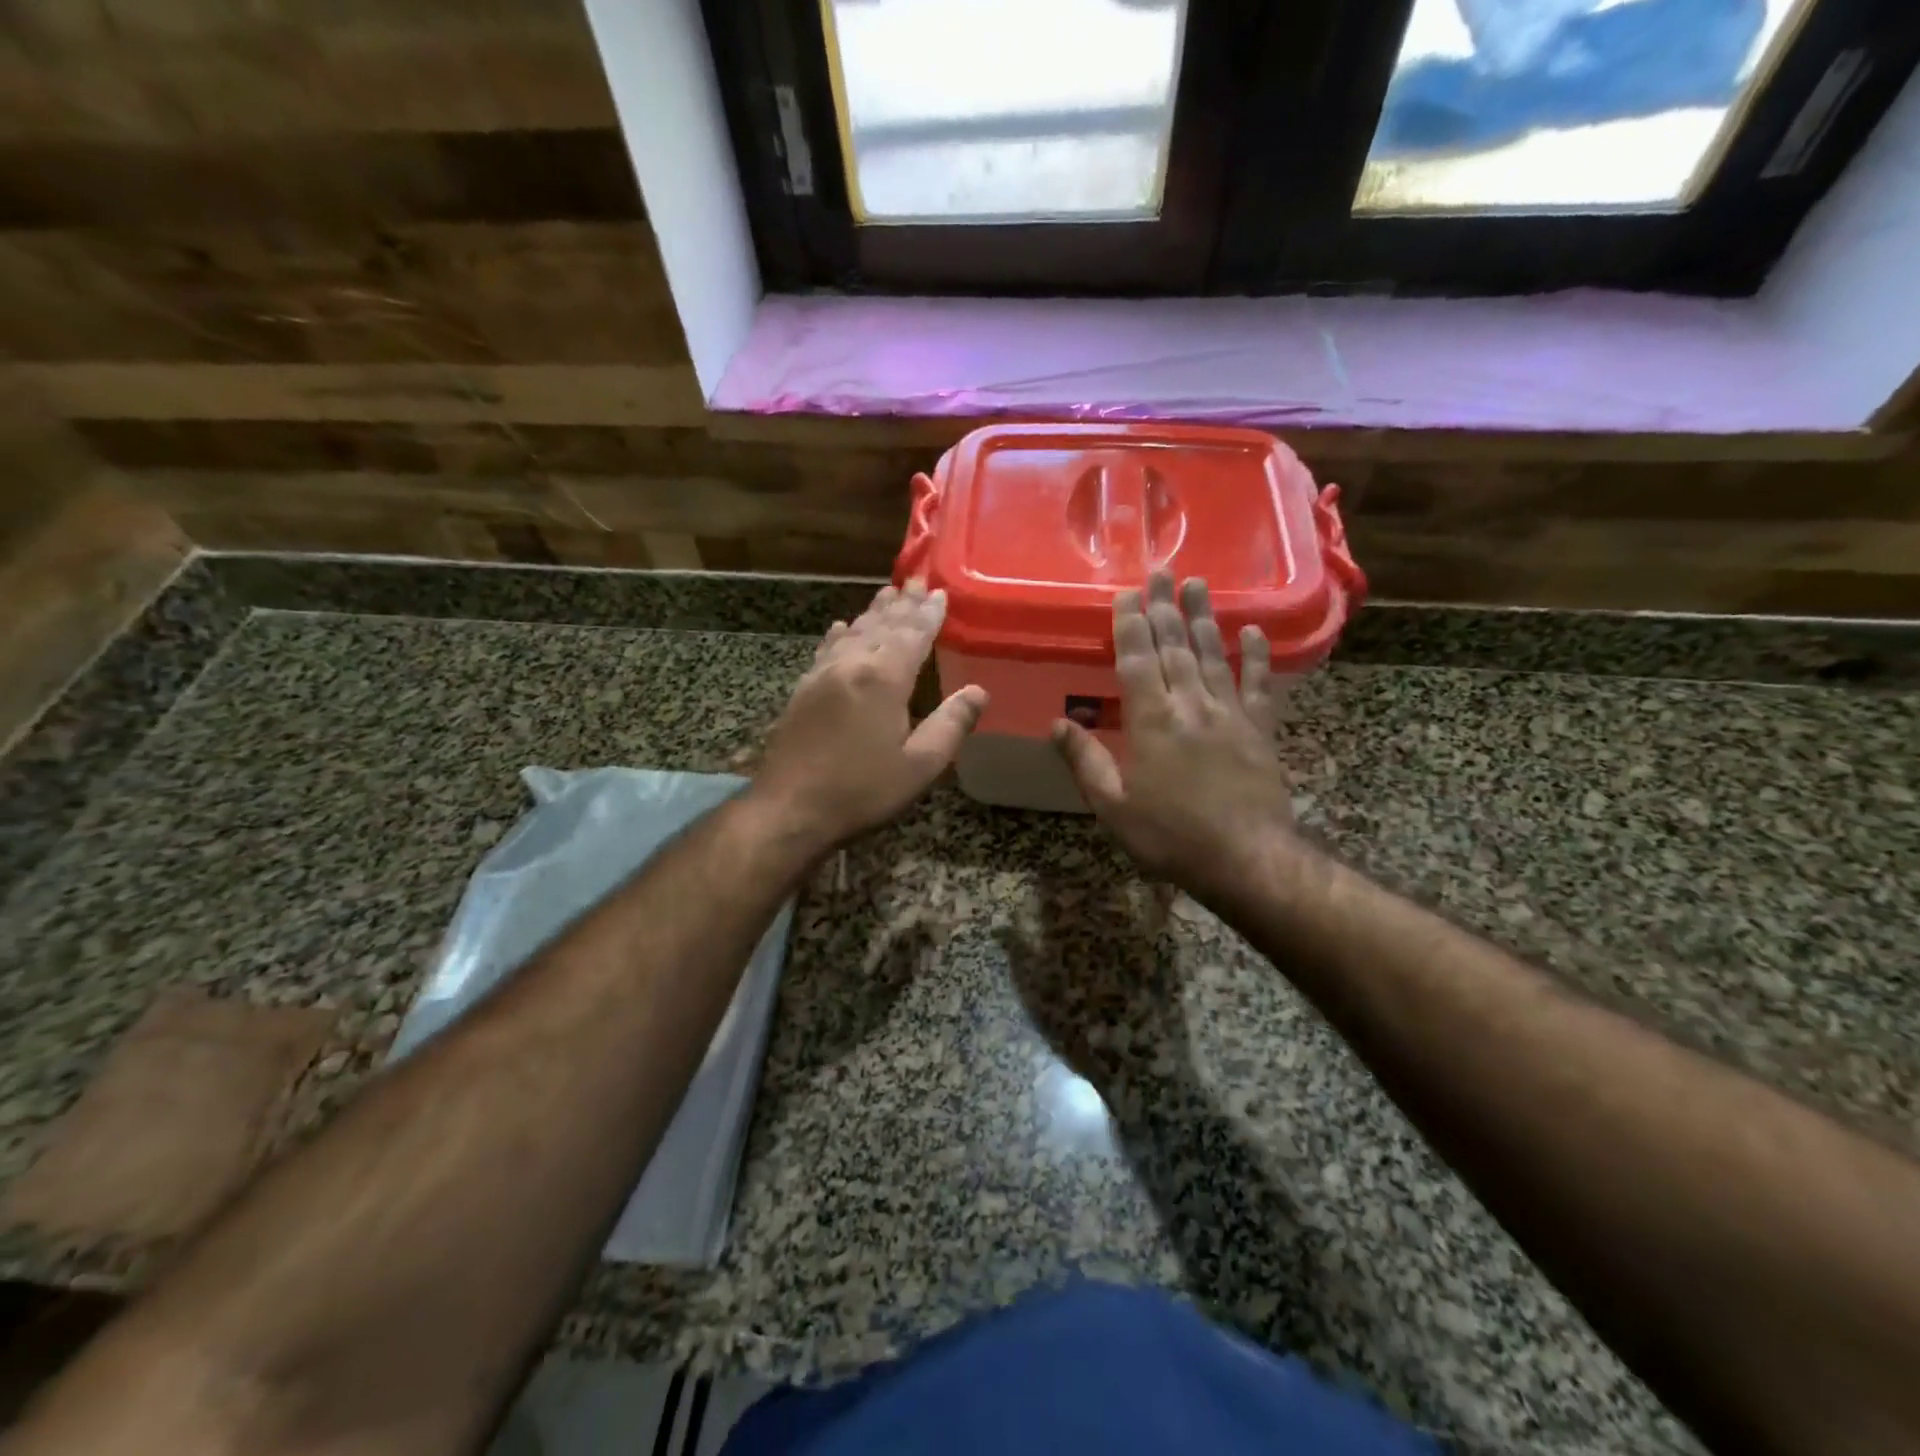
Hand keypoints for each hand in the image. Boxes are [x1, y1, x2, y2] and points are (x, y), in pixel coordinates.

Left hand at [753, 579, 987, 851]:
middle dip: (901, 603)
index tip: (939, 592)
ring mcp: (821, 675)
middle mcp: (851, 665)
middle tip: (914, 579)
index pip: (912, 635)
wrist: (789, 809)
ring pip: (853, 632)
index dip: (928, 614)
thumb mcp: (920, 766)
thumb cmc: (861, 791)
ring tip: (886, 593)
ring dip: (873, 612)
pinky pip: (826, 649)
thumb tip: (979, 691)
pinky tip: (840, 627)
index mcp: (883, 679)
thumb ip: (951, 725)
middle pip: (881, 625)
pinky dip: (839, 634)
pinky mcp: (802, 690)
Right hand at [1052, 572, 1295, 901]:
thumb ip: (1085, 762)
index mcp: (1152, 721)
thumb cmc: (1171, 837)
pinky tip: (1250, 631)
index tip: (1127, 593)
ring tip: (1197, 584)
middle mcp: (1191, 705)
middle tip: (1162, 571)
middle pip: (1175, 646)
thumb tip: (1057, 725)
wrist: (1246, 859)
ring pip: (1213, 655)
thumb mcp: (1113, 807)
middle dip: (1165, 607)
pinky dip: (1254, 656)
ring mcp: (1230, 714)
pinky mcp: (1260, 730)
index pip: (1138, 659)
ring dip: (1203, 618)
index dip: (1131, 624)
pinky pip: (1258, 685)